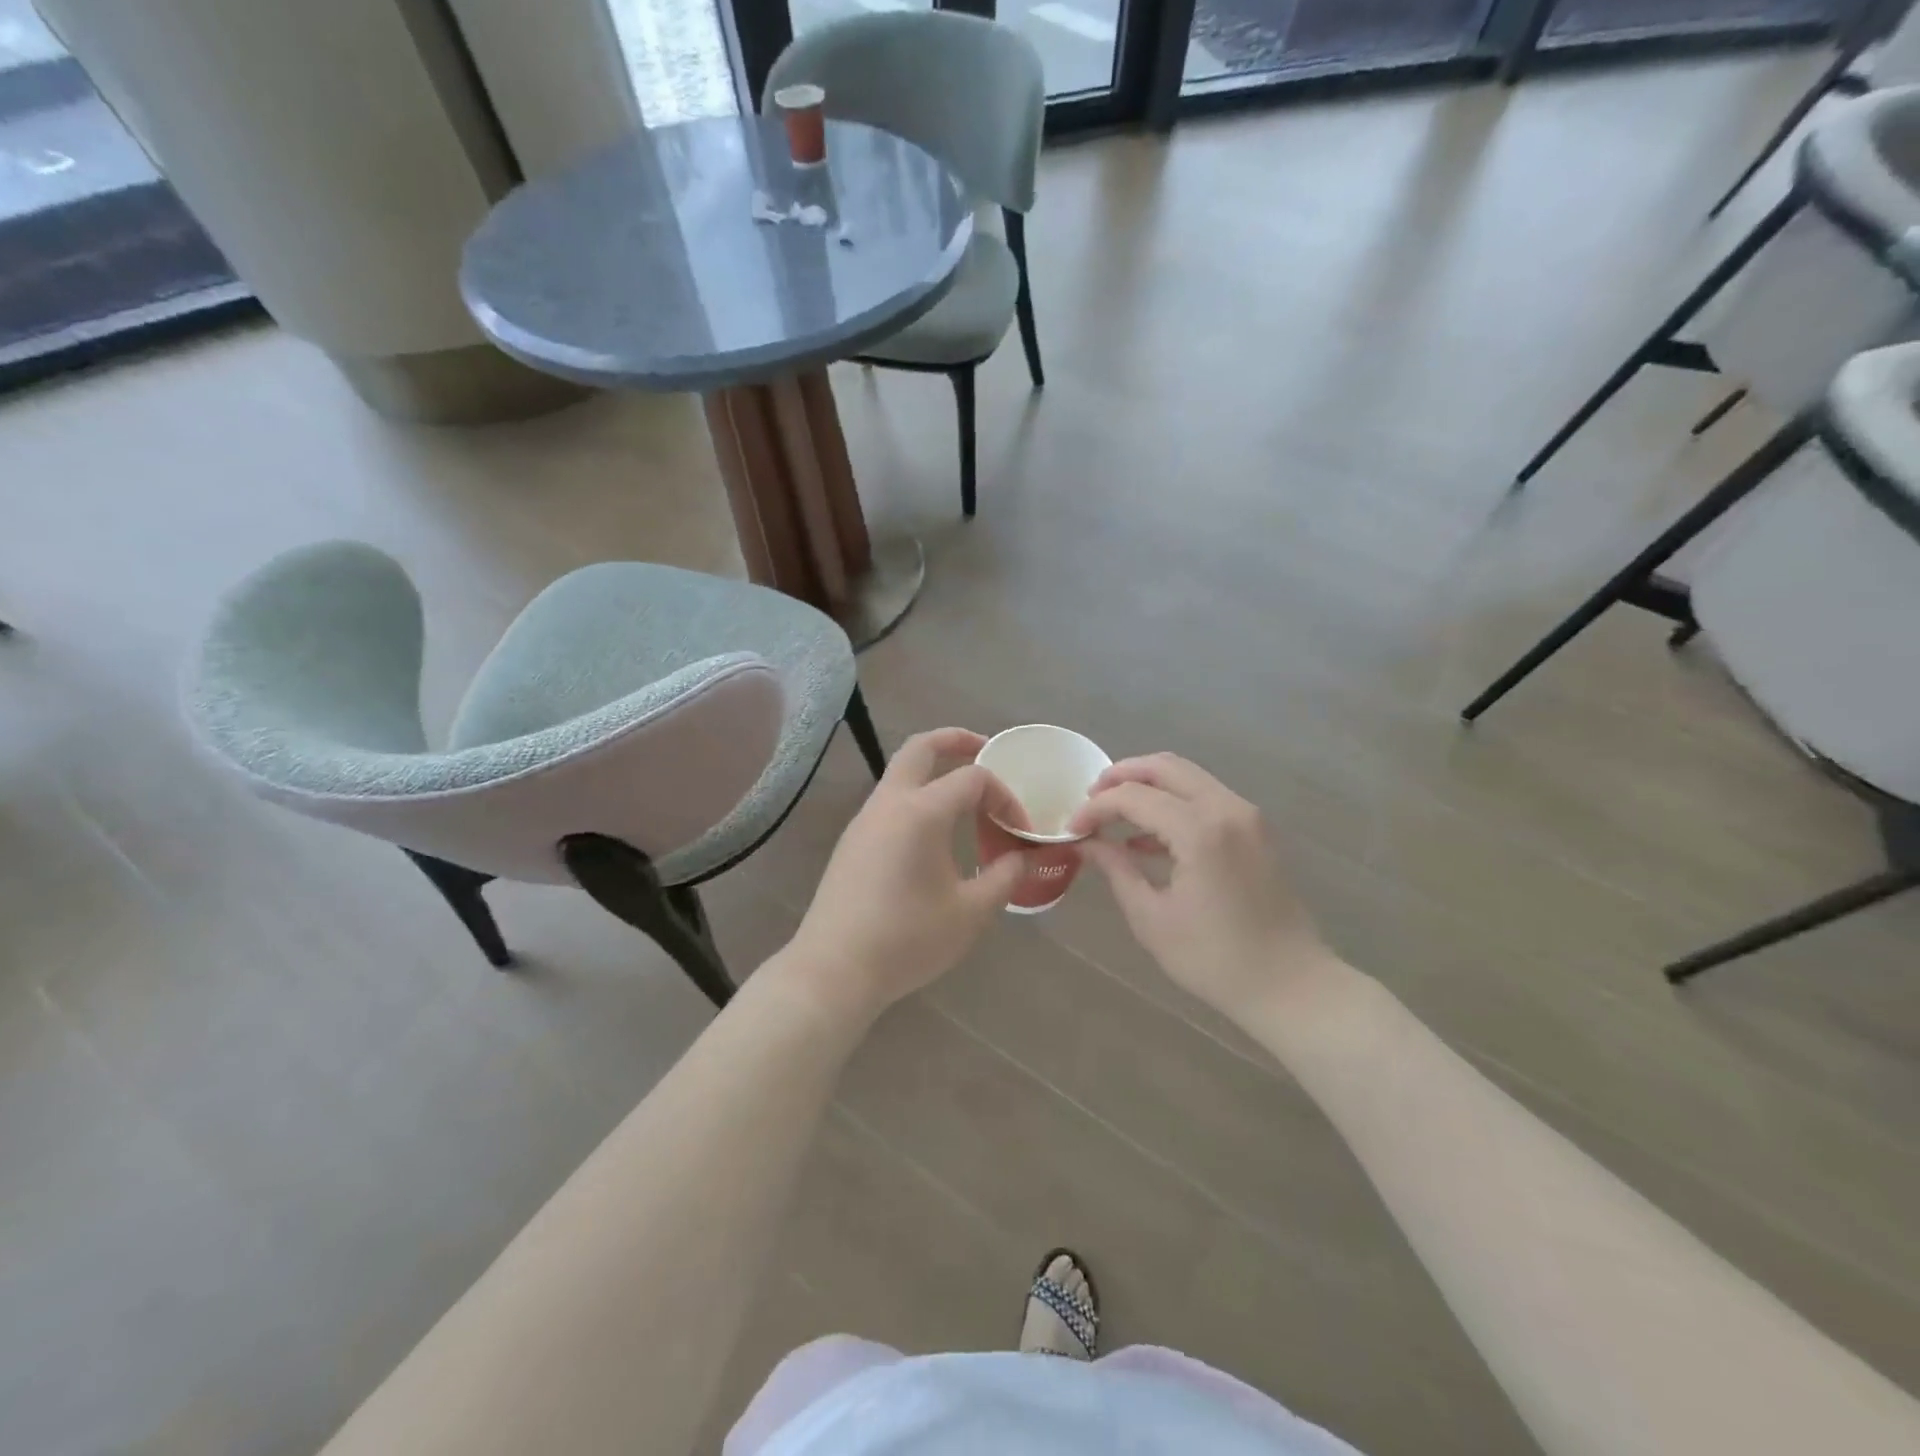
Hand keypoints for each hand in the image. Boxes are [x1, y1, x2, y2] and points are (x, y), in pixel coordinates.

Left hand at [785, 728, 1025, 1017]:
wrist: (834, 970)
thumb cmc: (907, 939)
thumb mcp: (970, 912)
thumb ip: (1004, 877)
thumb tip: (1023, 856)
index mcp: (921, 812)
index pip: (973, 779)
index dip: (1005, 797)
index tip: (1020, 831)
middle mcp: (889, 803)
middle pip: (921, 748)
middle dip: (956, 741)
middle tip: (985, 750)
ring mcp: (864, 820)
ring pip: (900, 773)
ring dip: (934, 770)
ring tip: (967, 798)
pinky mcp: (852, 841)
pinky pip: (890, 800)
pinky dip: (917, 796)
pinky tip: (935, 833)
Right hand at [1069, 753, 1338, 1022]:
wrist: (1292, 986)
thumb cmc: (1215, 960)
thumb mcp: (1152, 917)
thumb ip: (1116, 869)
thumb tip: (1086, 843)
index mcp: (1200, 830)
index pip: (1134, 797)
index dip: (1096, 808)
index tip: (1072, 828)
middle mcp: (1227, 808)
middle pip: (1164, 767)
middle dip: (1122, 776)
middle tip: (1091, 798)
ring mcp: (1247, 816)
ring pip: (1188, 777)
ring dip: (1148, 786)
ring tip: (1113, 814)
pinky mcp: (1256, 830)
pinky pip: (1207, 798)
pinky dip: (1174, 804)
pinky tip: (1147, 839)